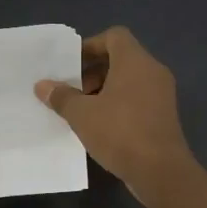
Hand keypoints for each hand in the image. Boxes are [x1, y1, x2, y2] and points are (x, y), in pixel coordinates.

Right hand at [35, 27, 195, 201]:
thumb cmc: (120, 133)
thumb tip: (42, 85)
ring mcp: (162, 94)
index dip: (90, 45)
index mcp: (135, 61)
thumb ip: (62, 96)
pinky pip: (138, 98)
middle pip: (121, 58)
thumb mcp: (82, 115)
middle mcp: (152, 71)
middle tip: (72, 90)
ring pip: (129, 80)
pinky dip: (119, 104)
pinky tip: (100, 125)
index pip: (114, 36)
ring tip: (82, 110)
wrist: (161, 172)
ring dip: (104, 89)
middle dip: (93, 71)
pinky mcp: (164, 115)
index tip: (71, 64)